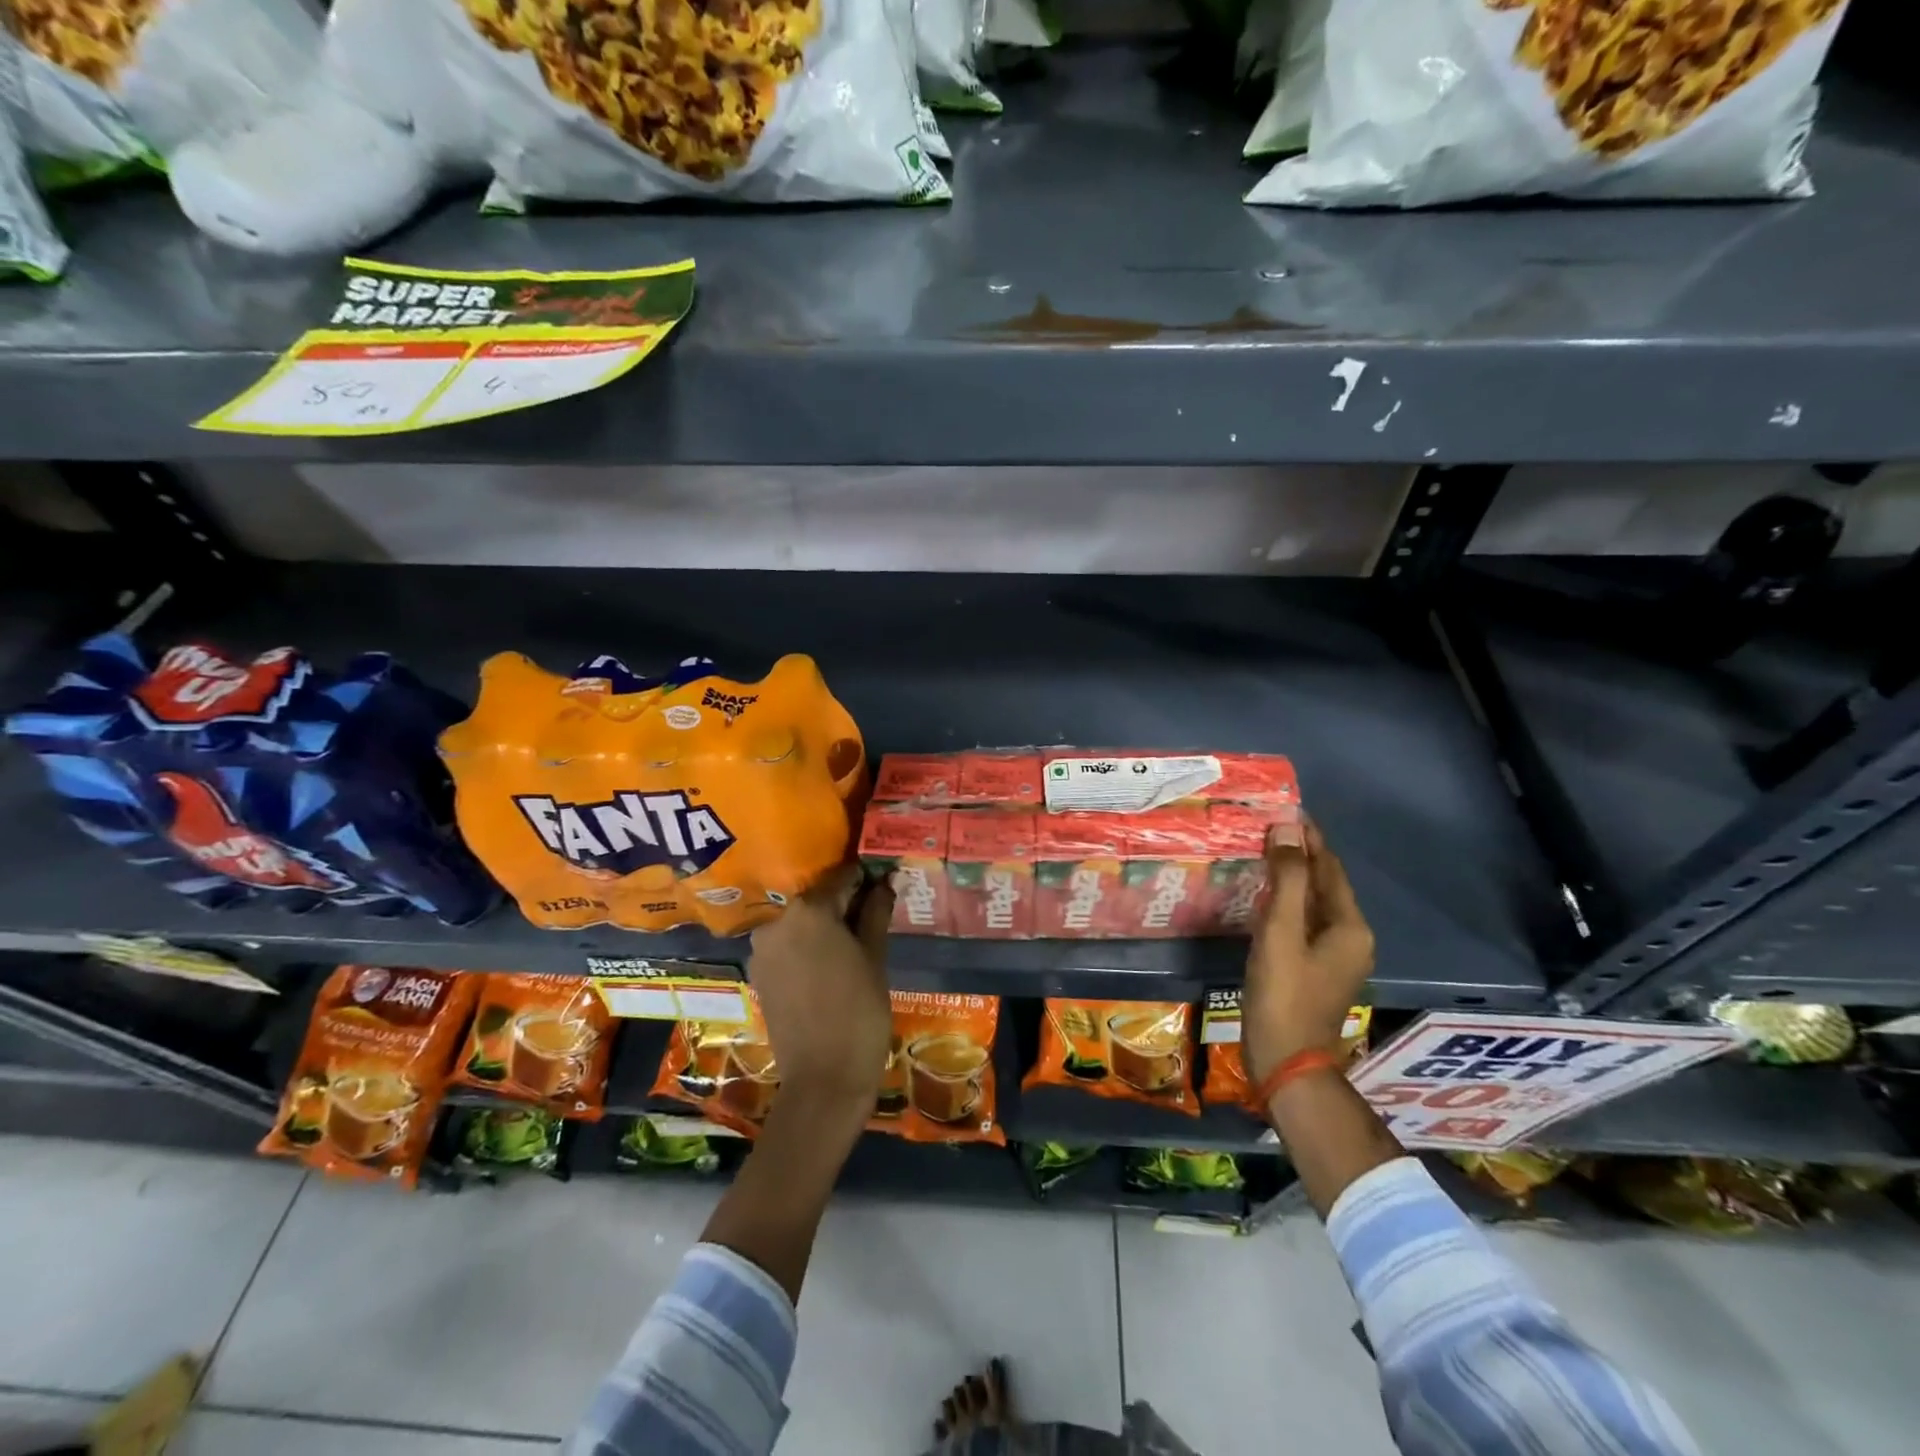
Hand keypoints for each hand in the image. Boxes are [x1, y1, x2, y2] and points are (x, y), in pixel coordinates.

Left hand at [747, 866, 893, 1126]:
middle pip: (816, 897)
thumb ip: (875, 912)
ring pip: (799, 922)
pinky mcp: (759, 974)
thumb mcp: (875, 957)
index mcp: (807, 910)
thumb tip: (883, 882)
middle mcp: (777, 921)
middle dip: (843, 900)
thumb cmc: (859, 1011)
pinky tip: (830, 961)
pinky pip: (787, 945)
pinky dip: (807, 945)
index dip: (866, 877)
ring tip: (853, 939)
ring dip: (823, 923)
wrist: (823, 1080)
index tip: (883, 881)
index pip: (841, 876)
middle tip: (872, 912)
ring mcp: (762, 949)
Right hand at [1243, 817, 1375, 1084]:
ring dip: (1292, 877)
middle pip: (1324, 884)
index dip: (1309, 836)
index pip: (1329, 866)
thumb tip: (1288, 828)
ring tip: (1262, 853)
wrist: (1287, 1062)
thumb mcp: (1280, 932)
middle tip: (1266, 827)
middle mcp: (1351, 937)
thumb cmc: (1283, 995)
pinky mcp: (1317, 969)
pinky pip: (1305, 922)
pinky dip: (1287, 902)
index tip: (1284, 808)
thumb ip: (1287, 879)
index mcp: (1350, 926)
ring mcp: (1336, 956)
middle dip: (1299, 854)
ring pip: (1314, 903)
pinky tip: (1264, 897)